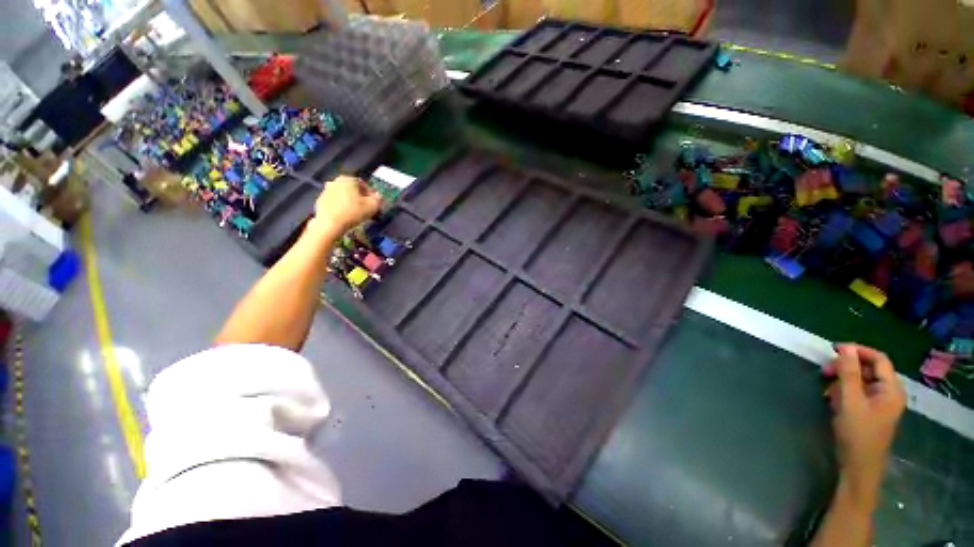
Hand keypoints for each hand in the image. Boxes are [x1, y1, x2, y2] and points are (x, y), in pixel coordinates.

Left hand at [311, 176, 381, 234]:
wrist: (330, 223)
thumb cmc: (353, 212)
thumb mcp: (373, 206)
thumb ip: (378, 199)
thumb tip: (378, 196)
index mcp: (348, 179)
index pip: (363, 184)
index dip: (371, 194)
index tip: (374, 204)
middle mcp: (335, 181)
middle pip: (352, 190)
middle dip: (360, 199)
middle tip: (366, 209)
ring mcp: (326, 191)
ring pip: (343, 196)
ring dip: (351, 203)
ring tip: (357, 214)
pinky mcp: (320, 201)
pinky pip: (335, 203)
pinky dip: (341, 207)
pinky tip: (346, 217)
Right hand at [824, 344, 905, 501]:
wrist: (858, 467)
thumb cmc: (857, 433)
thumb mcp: (850, 401)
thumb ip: (849, 373)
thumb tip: (845, 349)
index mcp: (891, 389)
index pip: (879, 359)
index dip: (858, 351)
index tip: (833, 349)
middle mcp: (888, 393)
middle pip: (870, 369)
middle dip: (847, 366)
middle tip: (825, 371)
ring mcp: (879, 403)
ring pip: (861, 380)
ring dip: (843, 379)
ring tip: (826, 387)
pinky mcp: (869, 411)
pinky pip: (857, 392)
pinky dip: (843, 390)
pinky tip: (831, 398)